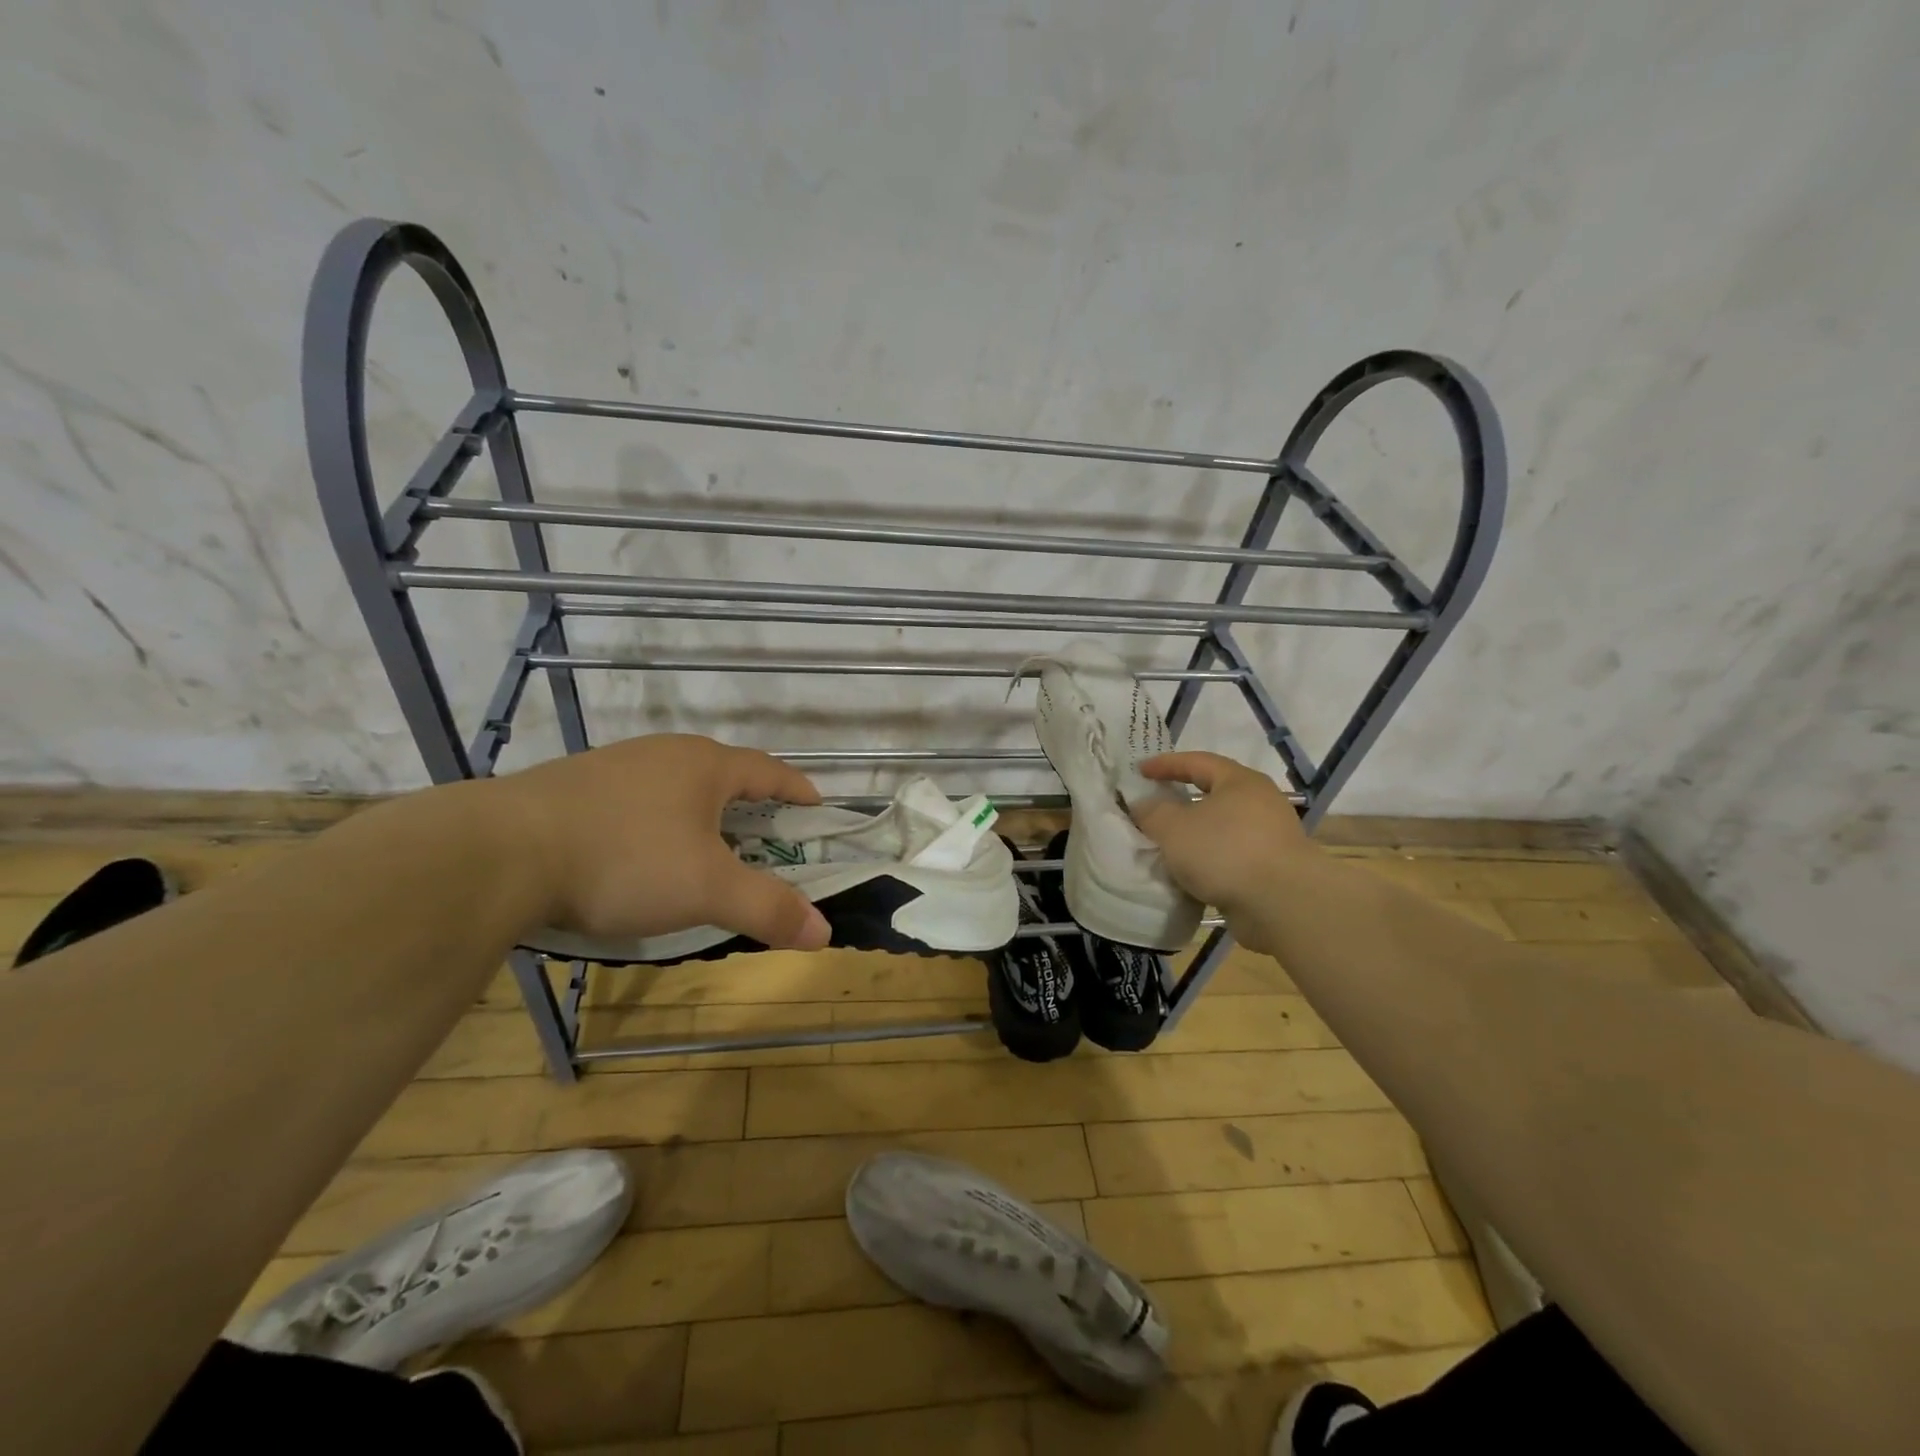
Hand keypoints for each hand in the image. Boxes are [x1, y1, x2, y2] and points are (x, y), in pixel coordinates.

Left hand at [486, 734, 831, 950]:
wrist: (497, 852)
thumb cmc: (625, 860)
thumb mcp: (707, 889)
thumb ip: (768, 908)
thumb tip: (825, 932)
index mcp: (705, 765)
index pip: (769, 770)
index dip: (797, 790)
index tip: (817, 807)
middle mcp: (664, 754)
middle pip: (723, 774)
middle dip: (750, 804)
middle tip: (766, 837)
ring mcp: (615, 766)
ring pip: (676, 786)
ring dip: (701, 813)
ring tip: (705, 847)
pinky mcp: (574, 786)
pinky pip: (636, 799)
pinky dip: (658, 822)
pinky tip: (641, 852)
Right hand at [1132, 751, 1316, 920]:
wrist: (1283, 905)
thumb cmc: (1225, 852)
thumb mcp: (1173, 828)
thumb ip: (1152, 812)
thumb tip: (1143, 805)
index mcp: (1240, 781)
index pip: (1197, 762)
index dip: (1165, 764)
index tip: (1139, 772)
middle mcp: (1260, 803)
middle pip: (1212, 795)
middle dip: (1181, 802)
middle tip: (1153, 808)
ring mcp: (1270, 838)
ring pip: (1221, 829)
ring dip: (1194, 836)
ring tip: (1166, 847)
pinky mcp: (1272, 869)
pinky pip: (1230, 857)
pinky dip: (1208, 862)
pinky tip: (1189, 876)